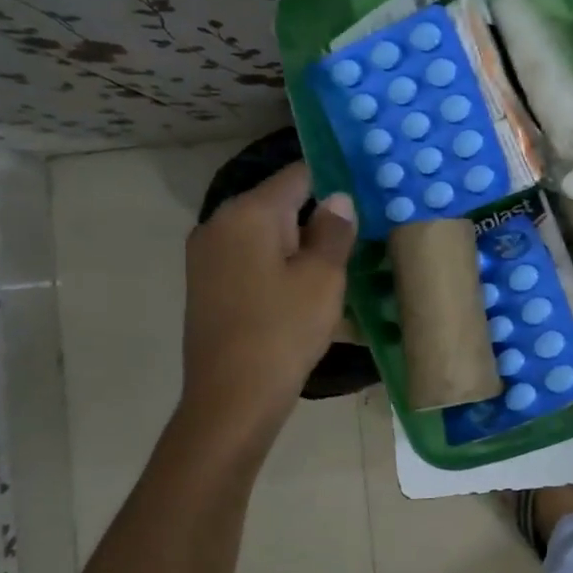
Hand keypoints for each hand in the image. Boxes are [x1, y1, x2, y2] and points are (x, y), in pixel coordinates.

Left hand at [180, 162, 356, 417]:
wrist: (232, 397)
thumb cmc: (284, 330)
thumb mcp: (323, 277)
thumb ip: (333, 230)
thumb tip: (337, 198)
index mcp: (248, 212)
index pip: (298, 175)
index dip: (334, 179)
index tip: (366, 192)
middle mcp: (219, 223)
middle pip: (278, 203)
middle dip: (317, 215)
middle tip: (358, 235)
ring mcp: (207, 254)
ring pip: (265, 233)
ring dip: (299, 243)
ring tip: (337, 264)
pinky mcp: (206, 283)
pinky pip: (250, 257)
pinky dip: (278, 263)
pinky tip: (303, 289)